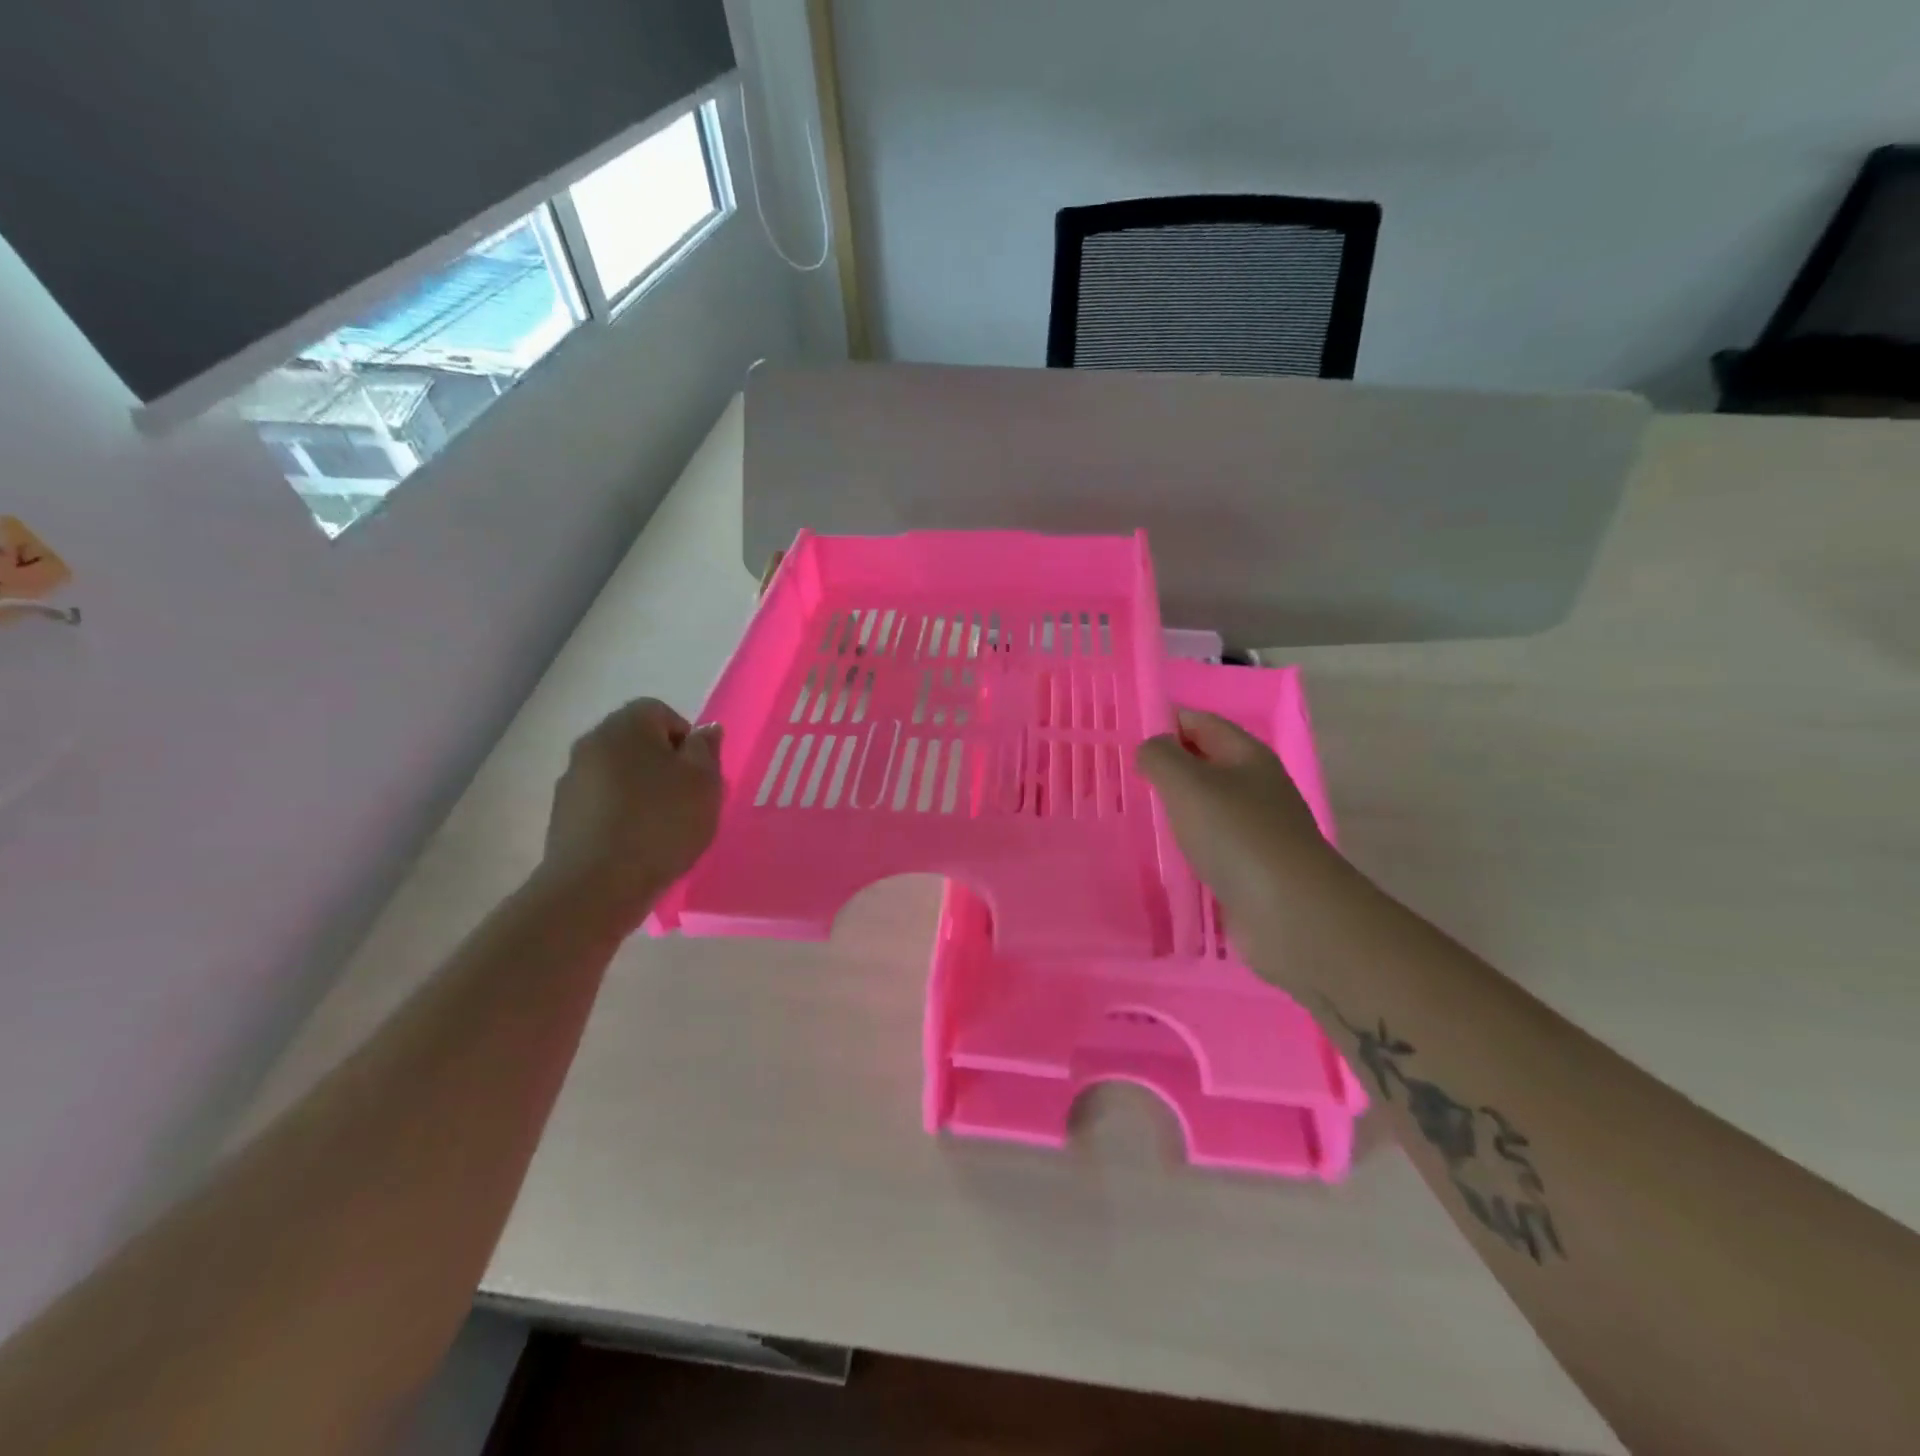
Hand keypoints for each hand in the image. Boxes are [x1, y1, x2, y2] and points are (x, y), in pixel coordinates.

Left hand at [536, 698, 722, 930]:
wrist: (596, 886)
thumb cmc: (661, 823)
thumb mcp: (704, 782)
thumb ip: (706, 749)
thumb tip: (705, 730)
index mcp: (626, 725)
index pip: (661, 712)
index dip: (687, 740)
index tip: (699, 774)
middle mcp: (592, 743)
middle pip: (638, 743)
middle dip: (664, 766)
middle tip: (687, 799)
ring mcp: (572, 781)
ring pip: (620, 774)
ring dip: (642, 791)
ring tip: (663, 827)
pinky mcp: (563, 816)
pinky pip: (603, 804)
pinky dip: (622, 815)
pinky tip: (637, 844)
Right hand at [1137, 710, 1340, 934]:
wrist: (1290, 912)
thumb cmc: (1236, 835)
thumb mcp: (1188, 784)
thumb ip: (1160, 757)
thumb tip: (1150, 749)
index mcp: (1246, 755)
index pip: (1200, 723)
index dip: (1164, 723)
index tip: (1125, 740)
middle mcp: (1254, 786)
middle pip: (1204, 763)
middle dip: (1166, 767)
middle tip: (1123, 778)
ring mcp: (1254, 828)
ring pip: (1205, 806)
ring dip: (1175, 808)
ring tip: (1137, 814)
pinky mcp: (1249, 867)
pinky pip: (1210, 843)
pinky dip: (1186, 843)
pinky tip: (1163, 853)